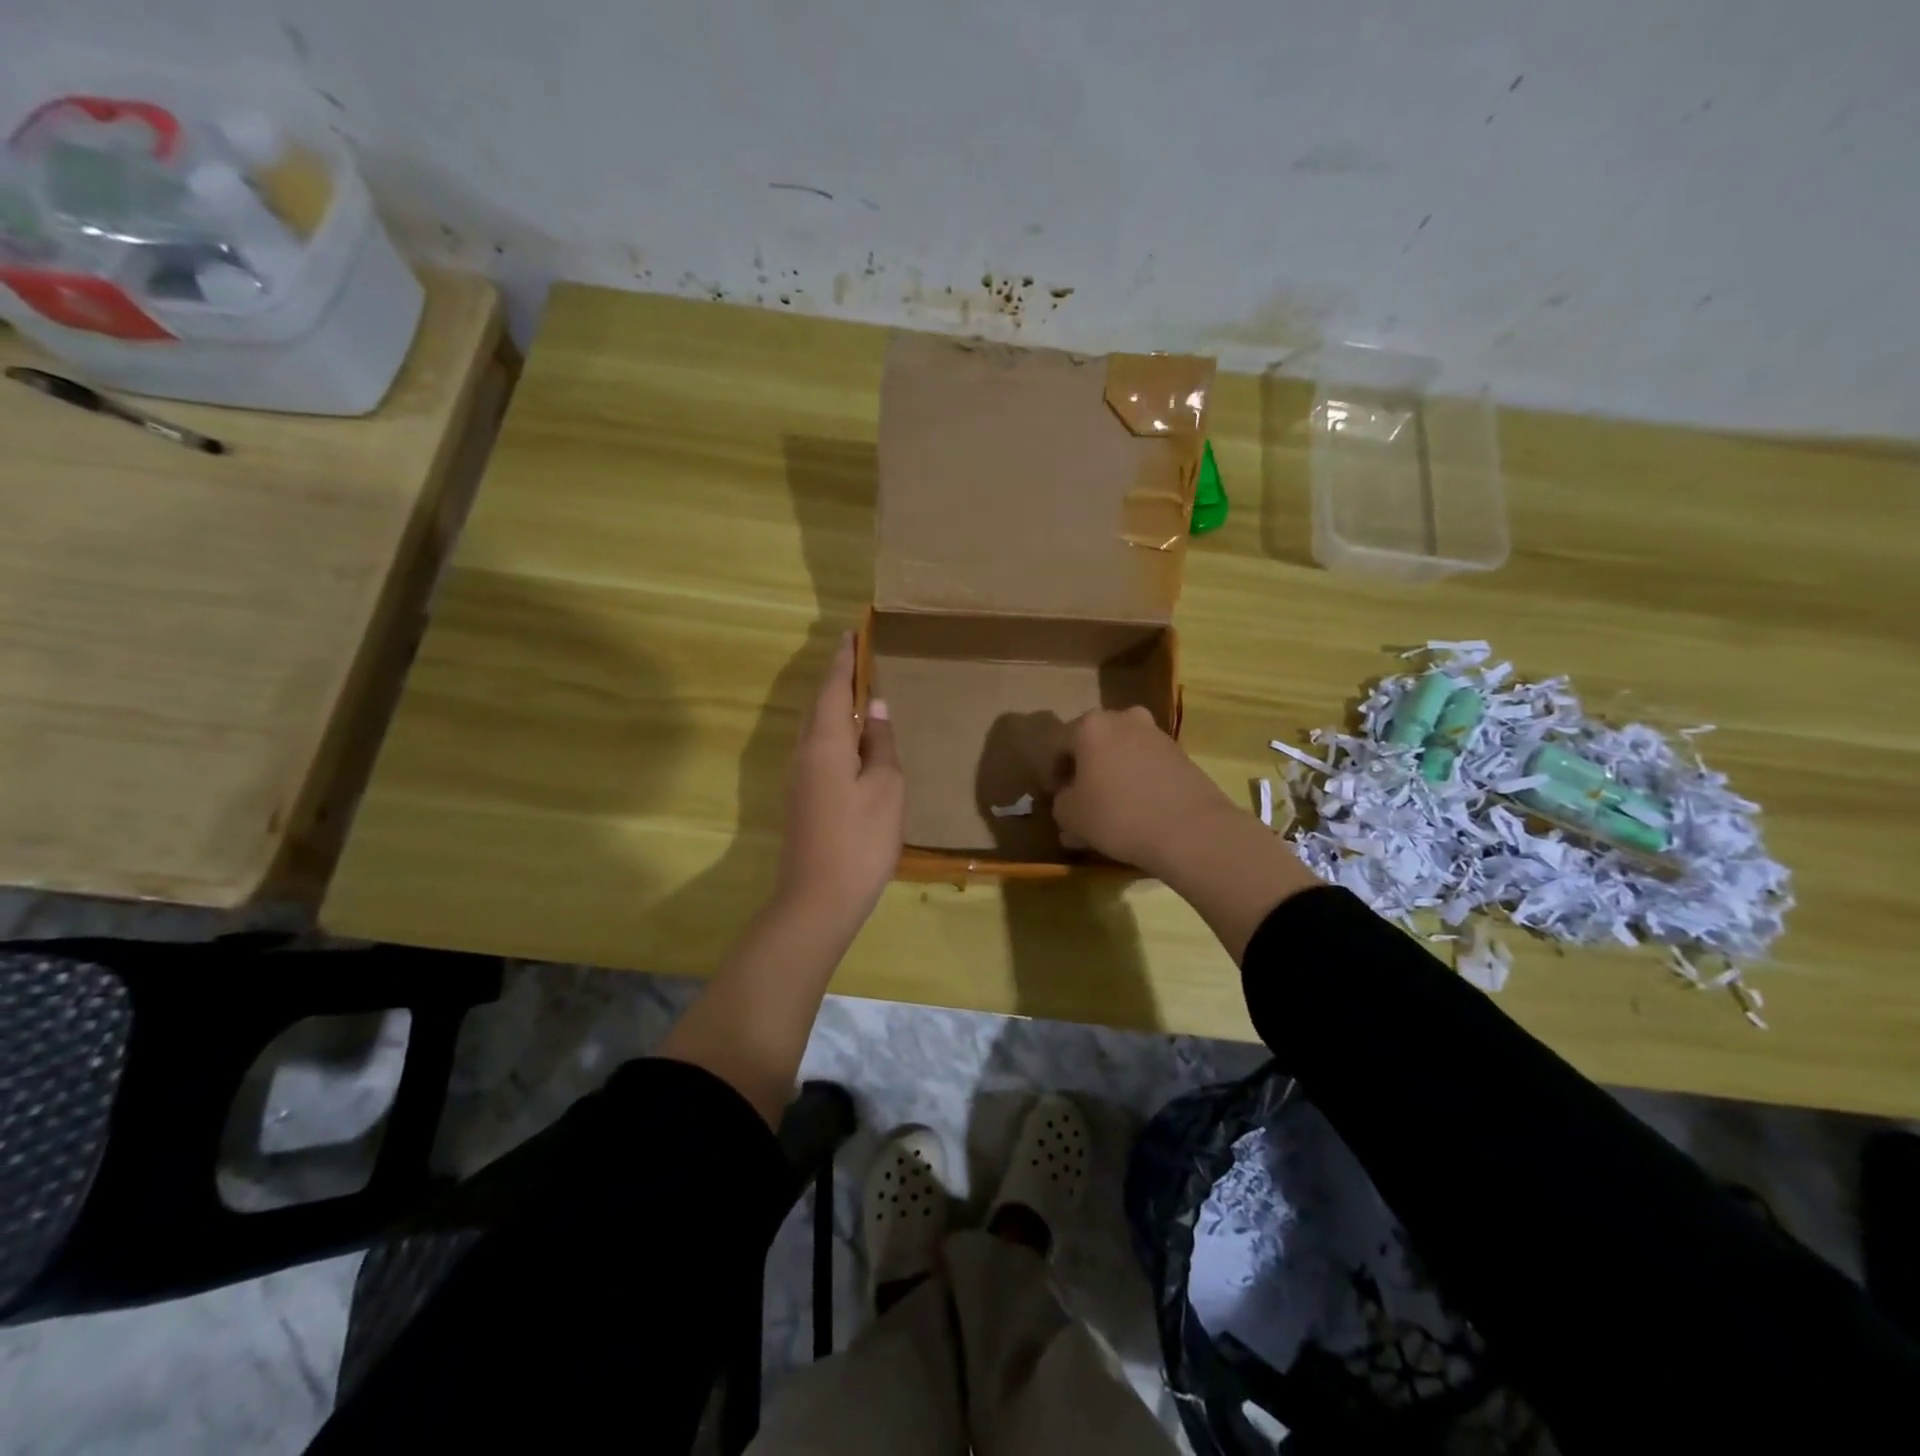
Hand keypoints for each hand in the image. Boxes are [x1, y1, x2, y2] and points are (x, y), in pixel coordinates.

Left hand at [776, 632, 904, 928]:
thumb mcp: (886, 788)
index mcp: (825, 742)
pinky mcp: (800, 797)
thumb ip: (880, 744)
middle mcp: (803, 752)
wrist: (818, 900)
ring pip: (816, 727)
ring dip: (835, 705)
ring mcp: (797, 777)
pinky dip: (834, 731)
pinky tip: (852, 741)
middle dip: (837, 678)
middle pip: (819, 704)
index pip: (834, 687)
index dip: (845, 659)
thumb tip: (875, 708)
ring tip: (859, 692)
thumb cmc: (860, 840)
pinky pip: (817, 748)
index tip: (853, 631)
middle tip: (858, 656)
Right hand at [1048, 706, 1239, 875]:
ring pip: (1121, 755)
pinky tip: (1137, 812)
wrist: (1191, 830)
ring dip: (1112, 777)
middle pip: (1093, 745)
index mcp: (1090, 726)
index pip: (1059, 746)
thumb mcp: (1070, 816)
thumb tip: (1069, 799)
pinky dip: (1137, 783)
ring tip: (1111, 812)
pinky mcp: (1181, 754)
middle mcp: (1123, 719)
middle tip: (1082, 803)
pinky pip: (1146, 766)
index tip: (1056, 799)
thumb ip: (1060, 803)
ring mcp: (1156, 734)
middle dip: (1085, 772)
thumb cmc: (1118, 815)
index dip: (1053, 774)